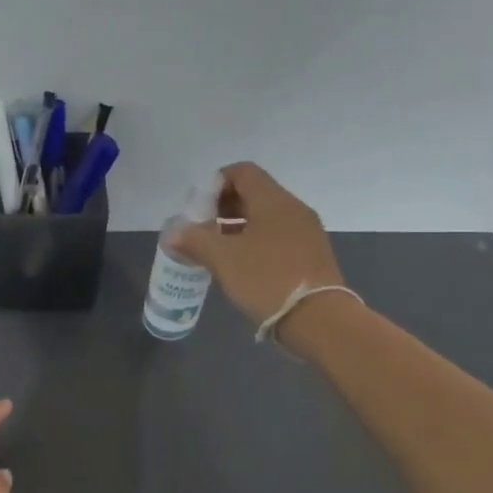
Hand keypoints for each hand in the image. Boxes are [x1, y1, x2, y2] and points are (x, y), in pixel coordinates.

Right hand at [171, 162, 344, 327]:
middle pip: (254, 193)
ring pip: (265, 218)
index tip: (196, 208)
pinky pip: (277, 237)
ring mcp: (306, 233)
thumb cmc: (267, 280)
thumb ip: (195, 240)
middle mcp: (293, 209)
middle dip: (222, 207)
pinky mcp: (311, 256)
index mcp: (274, 201)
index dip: (214, 183)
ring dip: (237, 227)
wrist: (319, 320)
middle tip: (201, 230)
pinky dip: (254, 243)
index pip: (242, 172)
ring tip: (215, 250)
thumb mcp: (224, 259)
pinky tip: (240, 266)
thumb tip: (172, 233)